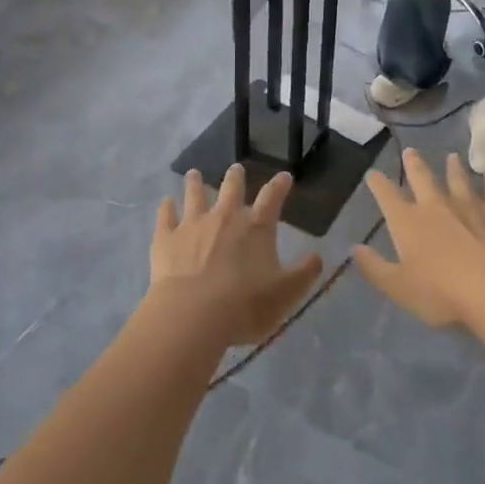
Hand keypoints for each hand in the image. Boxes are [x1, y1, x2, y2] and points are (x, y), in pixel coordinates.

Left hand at [149, 166, 323, 345]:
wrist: (193, 315)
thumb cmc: (245, 305)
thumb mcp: (286, 294)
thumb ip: (305, 273)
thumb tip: (318, 256)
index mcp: (256, 227)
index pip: (272, 198)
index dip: (280, 186)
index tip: (284, 177)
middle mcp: (225, 217)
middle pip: (231, 188)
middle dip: (235, 177)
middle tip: (235, 168)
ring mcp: (192, 224)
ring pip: (194, 194)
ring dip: (195, 183)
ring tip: (193, 174)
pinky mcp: (166, 238)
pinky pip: (166, 216)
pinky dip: (167, 207)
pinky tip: (166, 202)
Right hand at [354, 149, 484, 327]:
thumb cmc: (440, 292)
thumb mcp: (397, 287)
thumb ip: (374, 267)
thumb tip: (354, 248)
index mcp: (407, 223)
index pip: (387, 196)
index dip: (378, 184)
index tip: (372, 174)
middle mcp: (436, 208)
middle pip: (423, 180)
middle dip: (414, 165)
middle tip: (411, 151)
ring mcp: (470, 209)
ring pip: (459, 183)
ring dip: (454, 170)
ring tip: (452, 157)